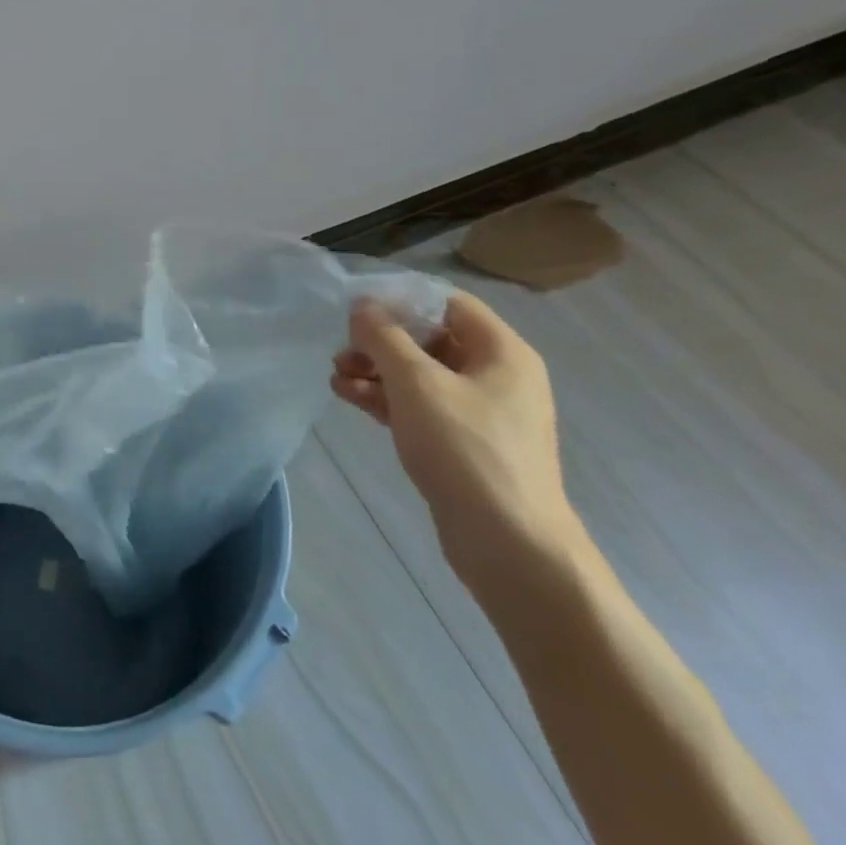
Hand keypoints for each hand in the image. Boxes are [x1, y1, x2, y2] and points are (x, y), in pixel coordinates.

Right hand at [332, 291, 585, 595]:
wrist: (510, 545)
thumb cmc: (466, 449)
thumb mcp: (416, 383)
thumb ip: (384, 337)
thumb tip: (363, 306)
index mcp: (502, 351)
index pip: (447, 303)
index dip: (401, 299)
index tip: (357, 308)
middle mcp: (497, 375)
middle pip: (430, 339)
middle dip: (381, 341)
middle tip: (341, 350)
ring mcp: (481, 412)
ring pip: (421, 375)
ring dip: (377, 371)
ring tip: (336, 376)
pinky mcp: (463, 444)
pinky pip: (421, 407)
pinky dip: (387, 399)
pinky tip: (349, 397)